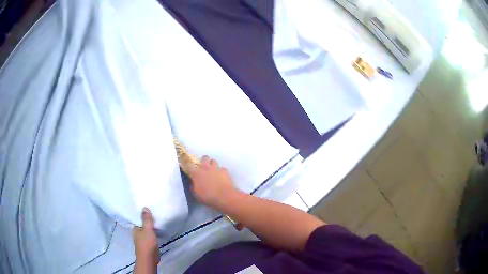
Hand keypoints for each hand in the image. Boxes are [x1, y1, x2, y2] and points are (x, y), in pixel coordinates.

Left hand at [133, 208, 158, 270]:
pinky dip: (155, 233)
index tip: (149, 208)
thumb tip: (144, 207)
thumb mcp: (148, 229)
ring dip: (152, 227)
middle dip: (148, 220)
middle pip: (143, 225)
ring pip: (148, 230)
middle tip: (155, 213)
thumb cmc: (147, 243)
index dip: (143, 214)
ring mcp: (143, 239)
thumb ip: (146, 219)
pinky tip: (159, 231)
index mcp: (135, 228)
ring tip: (159, 220)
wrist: (149, 259)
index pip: (138, 219)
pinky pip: (152, 236)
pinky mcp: (149, 244)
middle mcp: (138, 233)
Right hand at [189, 156, 239, 209]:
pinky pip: (222, 168)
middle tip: (204, 167)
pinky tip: (222, 177)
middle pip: (204, 158)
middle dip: (204, 161)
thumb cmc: (207, 197)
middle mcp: (206, 168)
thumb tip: (192, 182)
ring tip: (213, 171)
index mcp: (196, 173)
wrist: (223, 196)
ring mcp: (216, 168)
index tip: (189, 166)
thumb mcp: (196, 194)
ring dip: (213, 165)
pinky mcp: (225, 171)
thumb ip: (193, 186)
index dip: (188, 164)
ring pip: (214, 161)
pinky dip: (222, 172)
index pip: (189, 164)